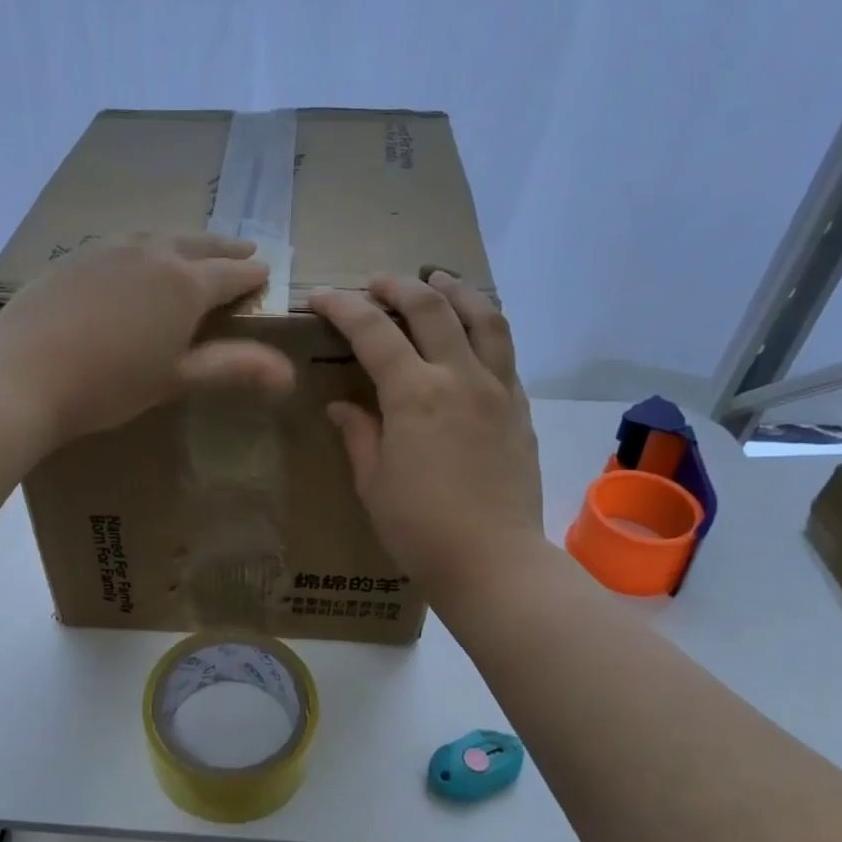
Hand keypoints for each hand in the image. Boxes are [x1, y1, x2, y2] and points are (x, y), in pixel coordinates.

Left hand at [0, 233, 293, 443]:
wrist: (22, 374)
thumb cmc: (109, 384)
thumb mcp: (176, 379)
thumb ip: (233, 368)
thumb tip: (289, 374)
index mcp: (185, 284)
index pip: (231, 274)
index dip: (252, 276)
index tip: (266, 273)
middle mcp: (152, 253)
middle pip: (198, 244)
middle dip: (224, 250)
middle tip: (243, 250)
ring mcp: (110, 248)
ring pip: (159, 237)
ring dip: (184, 242)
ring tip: (193, 249)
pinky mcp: (75, 256)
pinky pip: (123, 243)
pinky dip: (144, 247)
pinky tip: (134, 260)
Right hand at [310, 273, 545, 607]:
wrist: (494, 562)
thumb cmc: (419, 528)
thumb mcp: (373, 482)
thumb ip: (358, 433)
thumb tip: (342, 405)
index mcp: (415, 394)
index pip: (373, 331)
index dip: (343, 307)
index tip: (321, 298)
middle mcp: (460, 377)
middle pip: (432, 306)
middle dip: (398, 285)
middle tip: (375, 284)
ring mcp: (498, 389)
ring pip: (484, 316)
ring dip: (456, 290)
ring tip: (439, 279)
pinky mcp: (520, 408)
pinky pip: (505, 351)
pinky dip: (485, 327)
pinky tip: (473, 332)